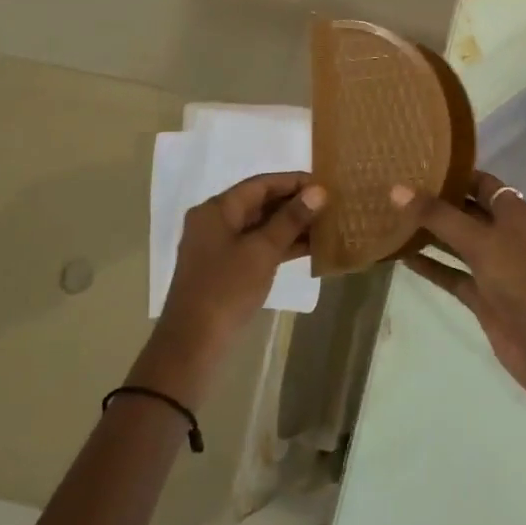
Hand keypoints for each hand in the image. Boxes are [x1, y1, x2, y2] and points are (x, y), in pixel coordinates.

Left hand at [135, 173, 325, 405]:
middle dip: (294, 204)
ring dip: (291, 226)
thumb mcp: (262, 251)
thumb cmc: (227, 289)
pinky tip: (310, 248)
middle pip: (259, 203)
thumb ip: (290, 219)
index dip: (293, 181)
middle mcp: (215, 222)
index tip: (324, 184)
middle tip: (330, 205)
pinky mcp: (226, 269)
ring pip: (260, 226)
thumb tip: (318, 191)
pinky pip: (258, 247)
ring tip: (327, 225)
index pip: (260, 184)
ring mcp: (219, 247)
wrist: (194, 343)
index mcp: (217, 210)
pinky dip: (281, 245)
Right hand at [392, 171, 525, 424]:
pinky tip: (400, 256)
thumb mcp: (480, 241)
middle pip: (465, 210)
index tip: (415, 163)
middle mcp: (504, 234)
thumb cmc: (523, 279)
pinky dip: (430, 266)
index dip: (453, 172)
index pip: (481, 181)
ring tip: (389, 218)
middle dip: (434, 202)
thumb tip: (397, 189)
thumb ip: (438, 216)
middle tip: (393, 189)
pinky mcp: (483, 296)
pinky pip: (452, 274)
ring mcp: (493, 266)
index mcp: (514, 212)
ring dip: (428, 234)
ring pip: (456, 243)